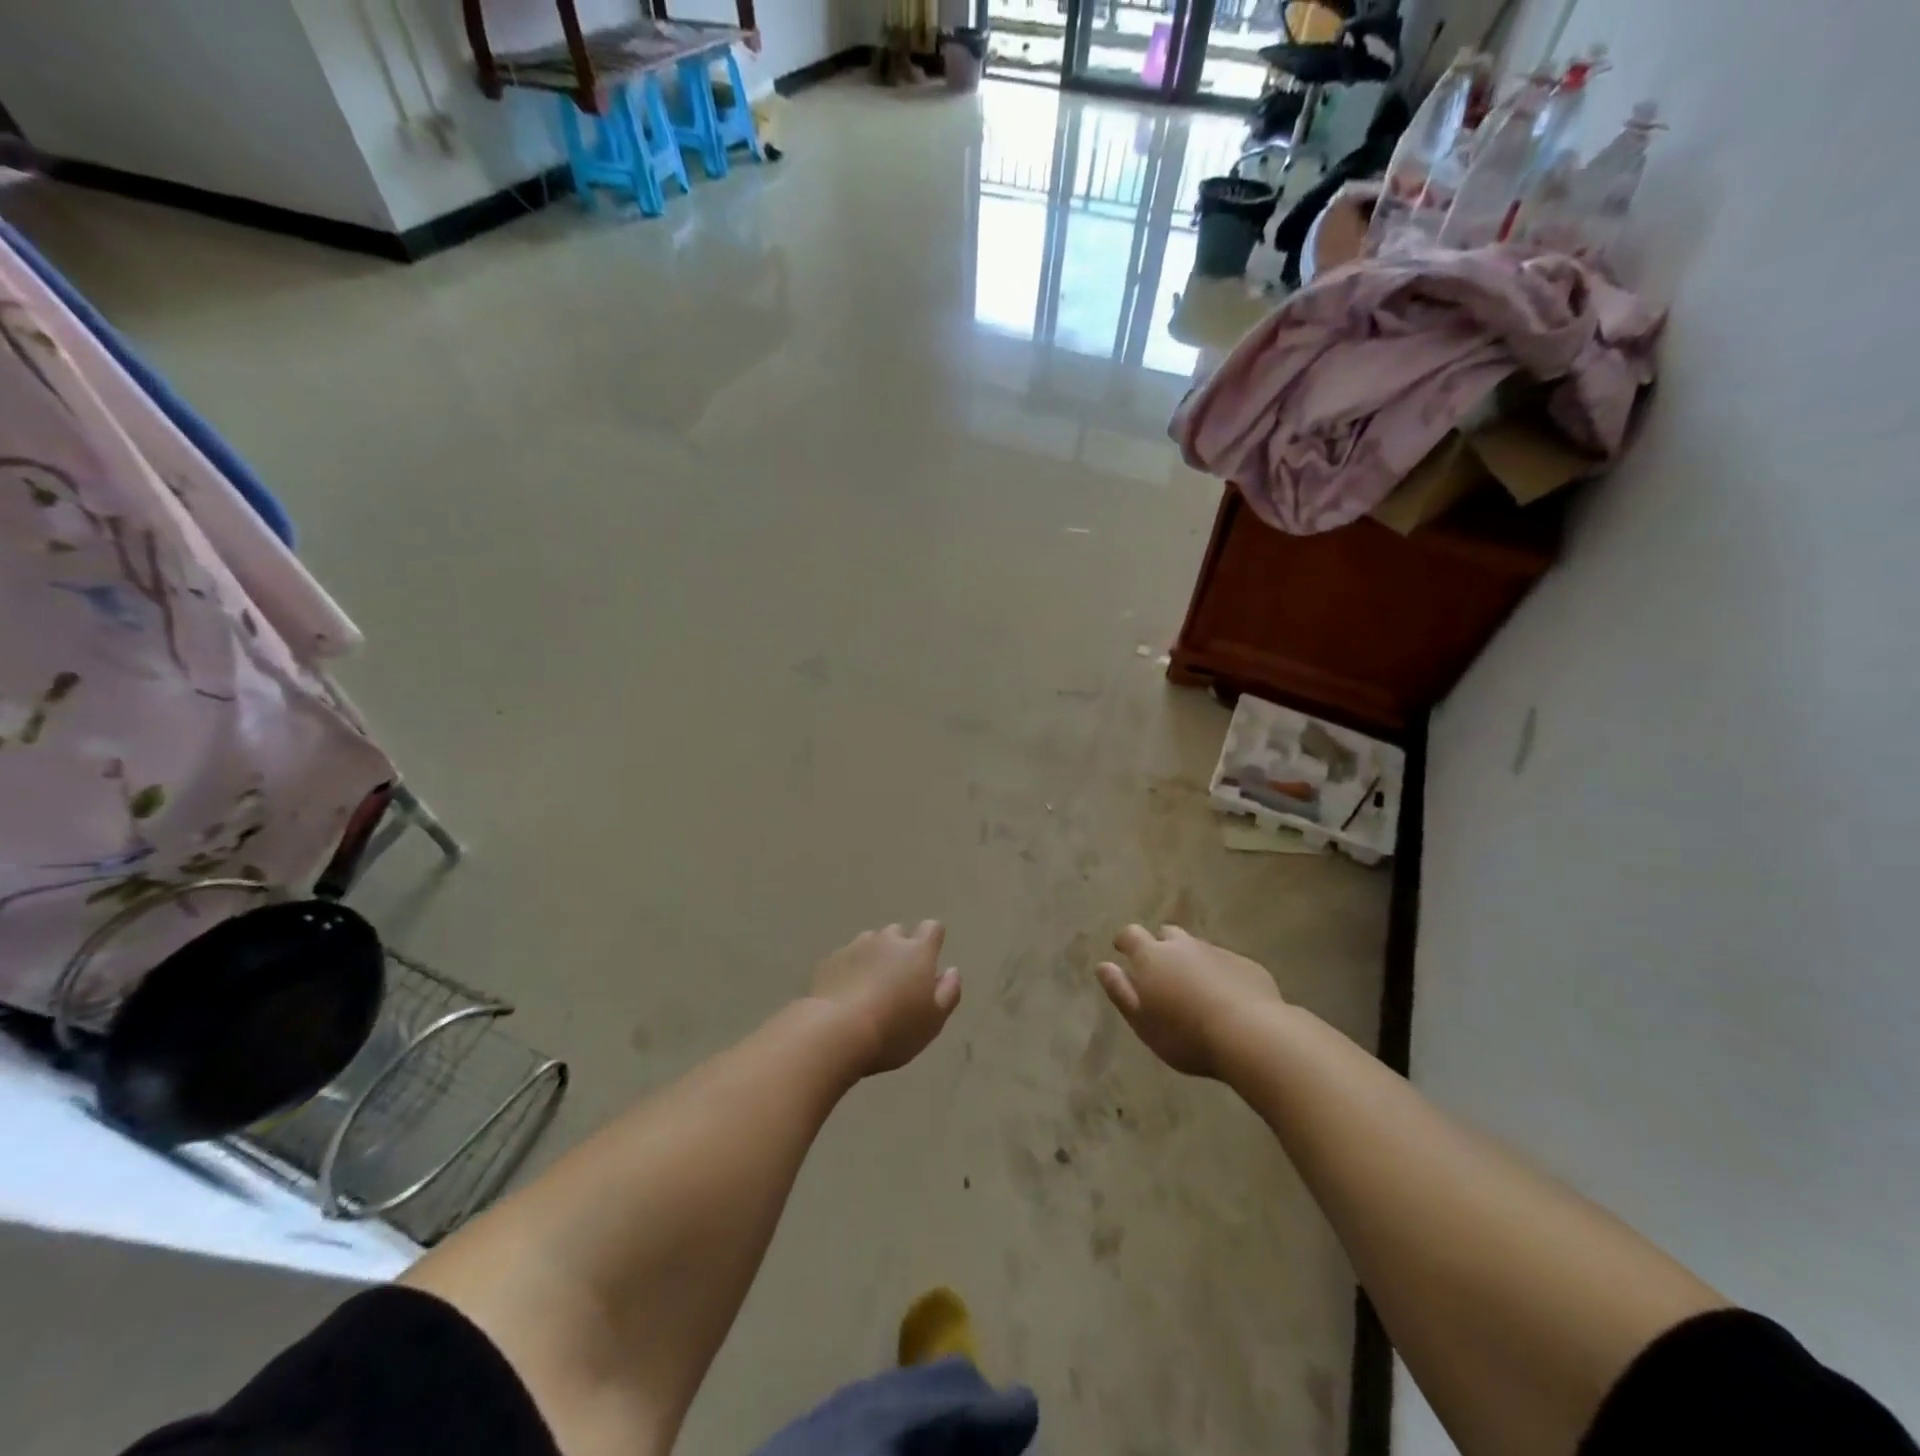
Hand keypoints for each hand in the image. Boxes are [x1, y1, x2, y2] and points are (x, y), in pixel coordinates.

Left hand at [810, 922, 960, 1076]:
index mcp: (918, 952)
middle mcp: (888, 941)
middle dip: (900, 949)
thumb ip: (948, 992)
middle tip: (898, 981)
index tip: (929, 960)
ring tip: (870, 987)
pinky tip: (846, 994)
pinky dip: (850, 969)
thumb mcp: (933, 1021)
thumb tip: (952, 971)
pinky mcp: (830, 960)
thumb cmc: (894, 1030)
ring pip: (870, 942)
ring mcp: (856, 947)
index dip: (933, 940)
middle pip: (898, 933)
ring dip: (874, 957)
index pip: (932, 928)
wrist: (835, 1032)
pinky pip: (847, 958)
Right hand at [1095, 925, 1283, 1077]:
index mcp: (1152, 956)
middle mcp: (1183, 946)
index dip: (1124, 941)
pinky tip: (1226, 998)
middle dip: (1161, 947)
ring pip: (1197, 948)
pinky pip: (1225, 963)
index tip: (1121, 950)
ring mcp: (1217, 952)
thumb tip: (1103, 966)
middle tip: (1161, 971)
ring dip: (1191, 960)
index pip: (1131, 934)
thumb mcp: (1142, 1021)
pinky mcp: (1246, 965)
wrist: (1252, 1036)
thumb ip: (1120, 991)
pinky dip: (1220, 974)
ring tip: (1194, 988)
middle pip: (1167, 935)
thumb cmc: (1186, 1034)